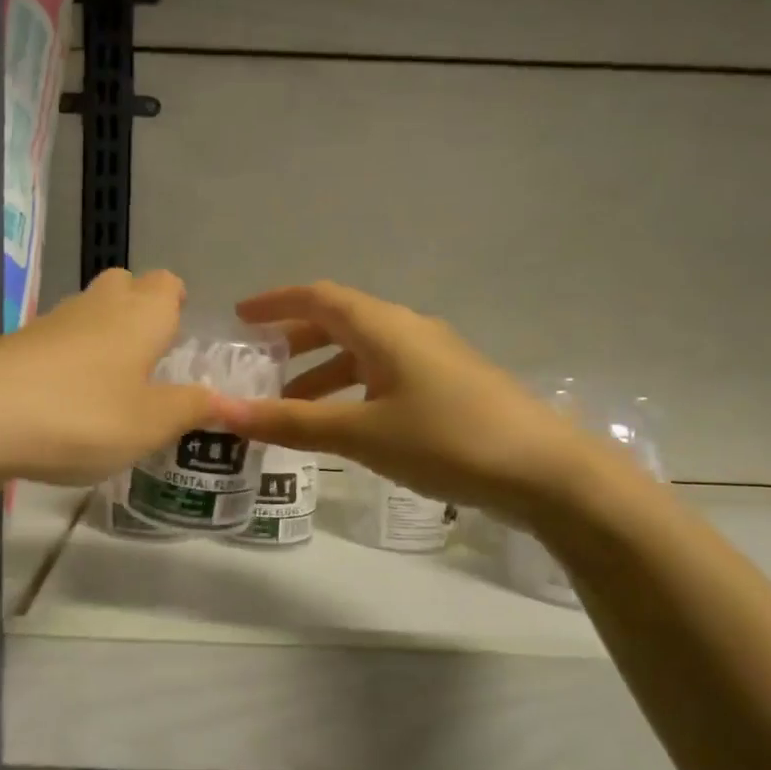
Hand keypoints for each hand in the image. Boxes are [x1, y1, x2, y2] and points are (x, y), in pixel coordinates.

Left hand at [0, 268, 213, 490]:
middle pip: (124, 285)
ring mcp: (50, 323)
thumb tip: (222, 399)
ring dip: (102, 337)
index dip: (177, 302)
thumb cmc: (82, 416)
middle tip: (148, 358)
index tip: (180, 334)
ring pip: (87, 312)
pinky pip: (55, 342)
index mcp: (140, 315)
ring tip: (111, 387)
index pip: (167, 283)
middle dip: (139, 310)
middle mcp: (97, 306)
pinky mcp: (14, 346)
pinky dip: (67, 361)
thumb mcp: (150, 424)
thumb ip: (190, 408)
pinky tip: (65, 402)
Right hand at [214, 282, 597, 510]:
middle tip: (258, 365)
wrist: (546, 471)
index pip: (319, 297)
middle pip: (340, 322)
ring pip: (364, 352)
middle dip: (295, 341)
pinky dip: (353, 390)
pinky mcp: (449, 386)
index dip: (276, 303)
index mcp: (385, 327)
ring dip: (323, 372)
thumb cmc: (447, 440)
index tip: (240, 317)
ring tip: (291, 405)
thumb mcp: (362, 433)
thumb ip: (293, 422)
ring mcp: (434, 358)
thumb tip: (224, 413)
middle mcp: (409, 331)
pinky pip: (385, 375)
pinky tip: (345, 423)